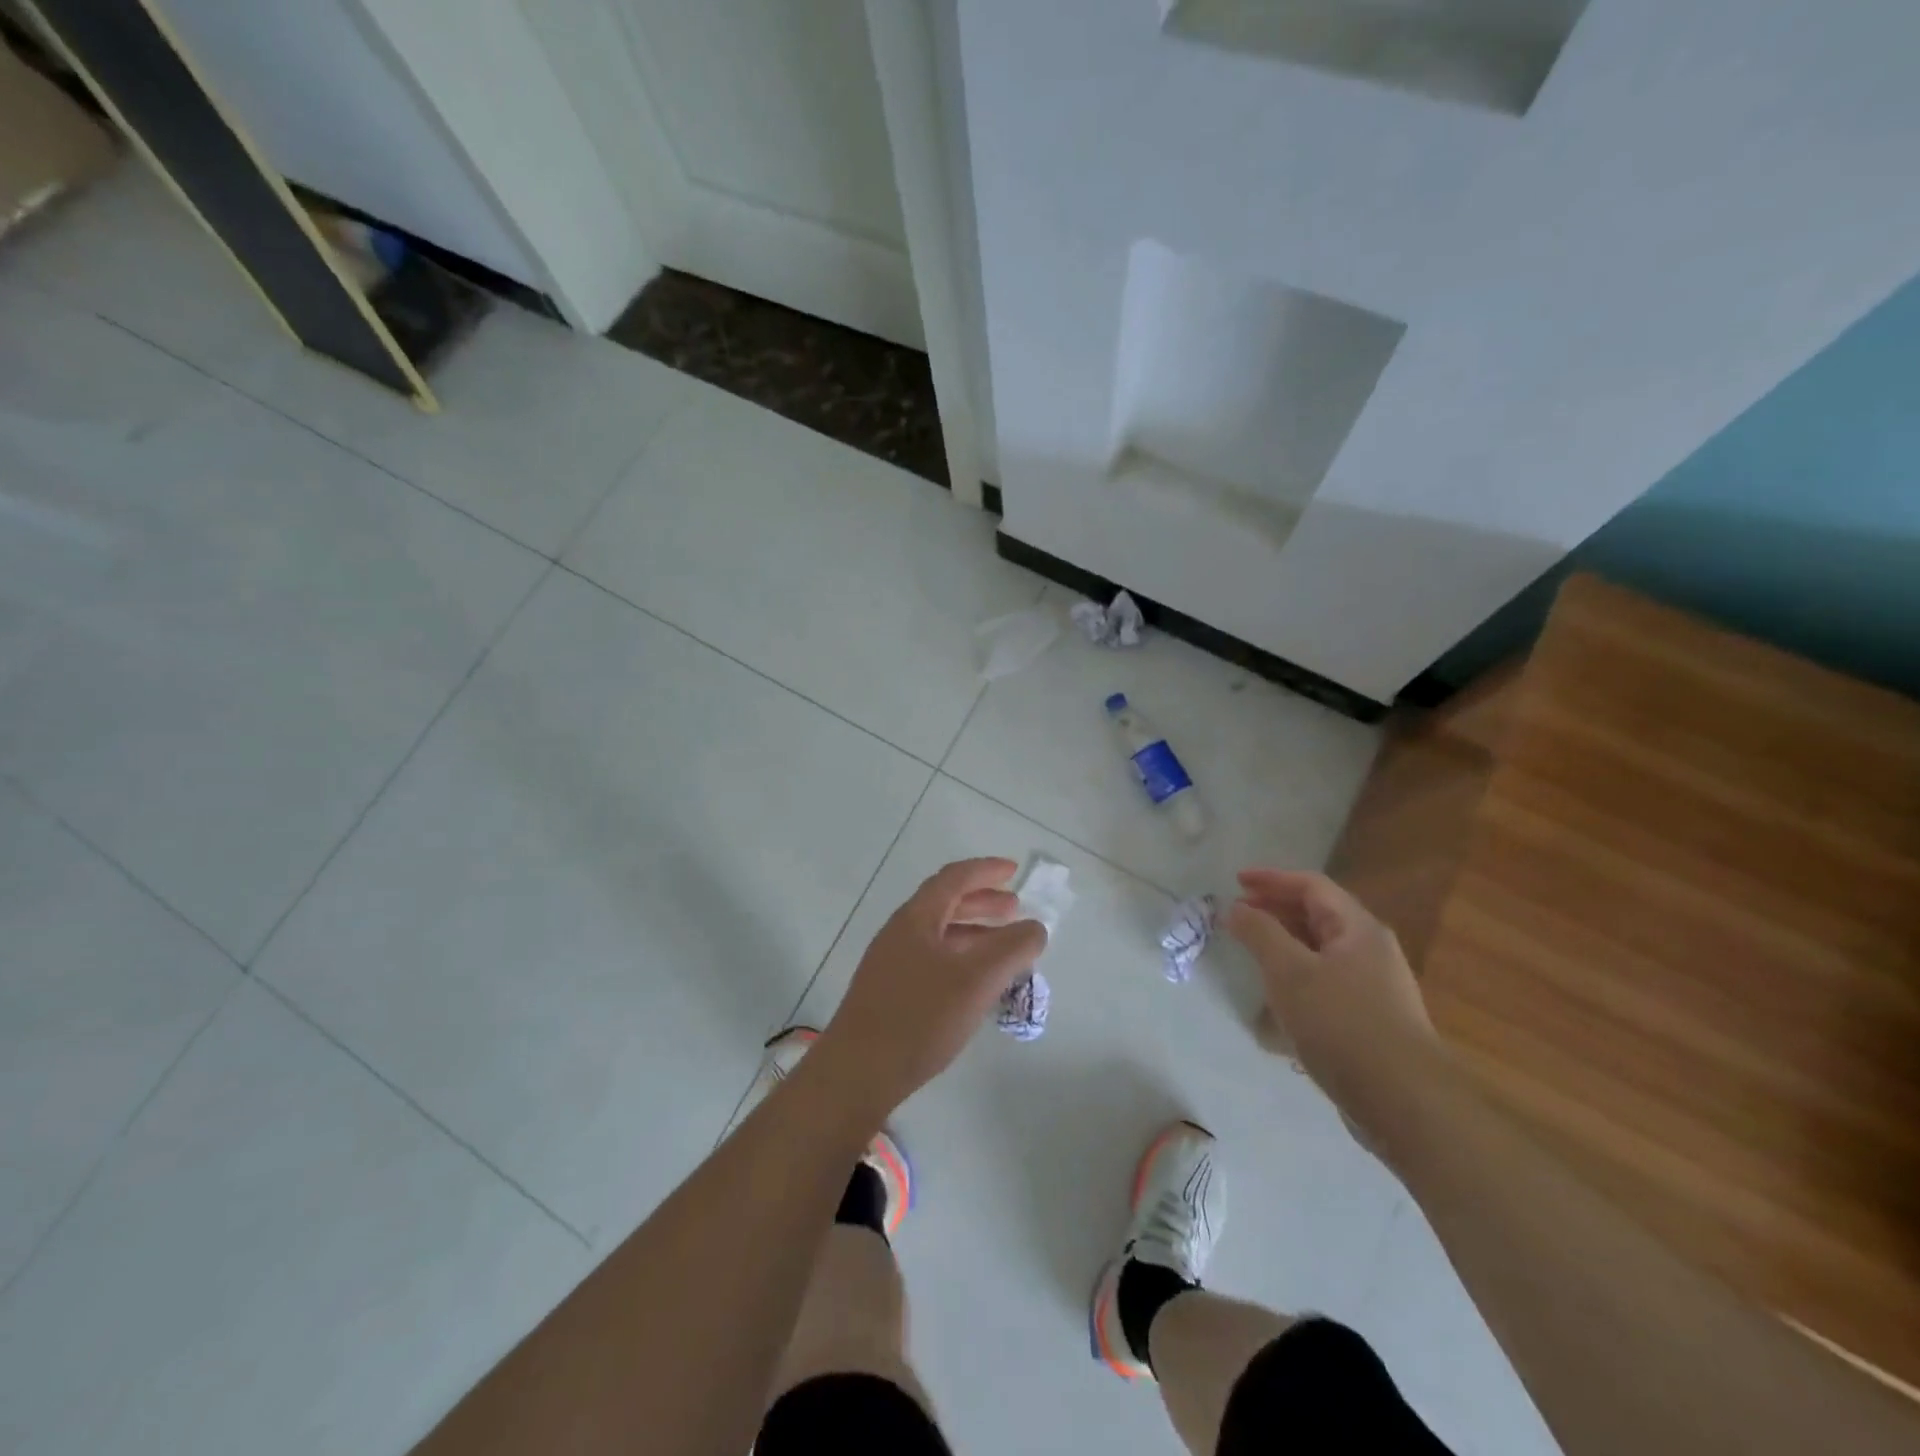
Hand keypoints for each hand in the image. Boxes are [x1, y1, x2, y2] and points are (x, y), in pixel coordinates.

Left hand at [812, 858, 1047, 1123]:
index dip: (985, 870)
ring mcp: (891, 964)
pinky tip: (976, 985)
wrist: (856, 1074)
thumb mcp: (975, 980)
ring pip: (939, 935)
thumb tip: (1035, 927)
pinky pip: (933, 961)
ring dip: (973, 932)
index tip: (1014, 870)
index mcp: (915, 919)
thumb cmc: (918, 1018)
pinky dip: (961, 959)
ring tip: (1004, 948)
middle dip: (982, 901)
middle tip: (1014, 908)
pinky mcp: (890, 993)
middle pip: (944, 904)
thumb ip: (1011, 949)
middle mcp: (900, 933)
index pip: (953, 879)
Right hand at [1225, 869, 1440, 1131]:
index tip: (1235, 881)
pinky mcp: (1370, 1019)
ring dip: (1284, 944)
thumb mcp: (1290, 972)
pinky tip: (1278, 998)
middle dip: (1275, 910)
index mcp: (1358, 928)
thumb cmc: (1342, 1023)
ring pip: (1321, 950)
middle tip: (1238, 916)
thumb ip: (1259, 933)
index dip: (1271, 879)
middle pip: (1318, 915)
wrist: (1404, 1102)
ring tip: (1252, 953)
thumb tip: (1236, 907)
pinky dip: (1297, 976)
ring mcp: (1374, 987)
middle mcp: (1371, 950)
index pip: (1311, 886)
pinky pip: (1326, 981)